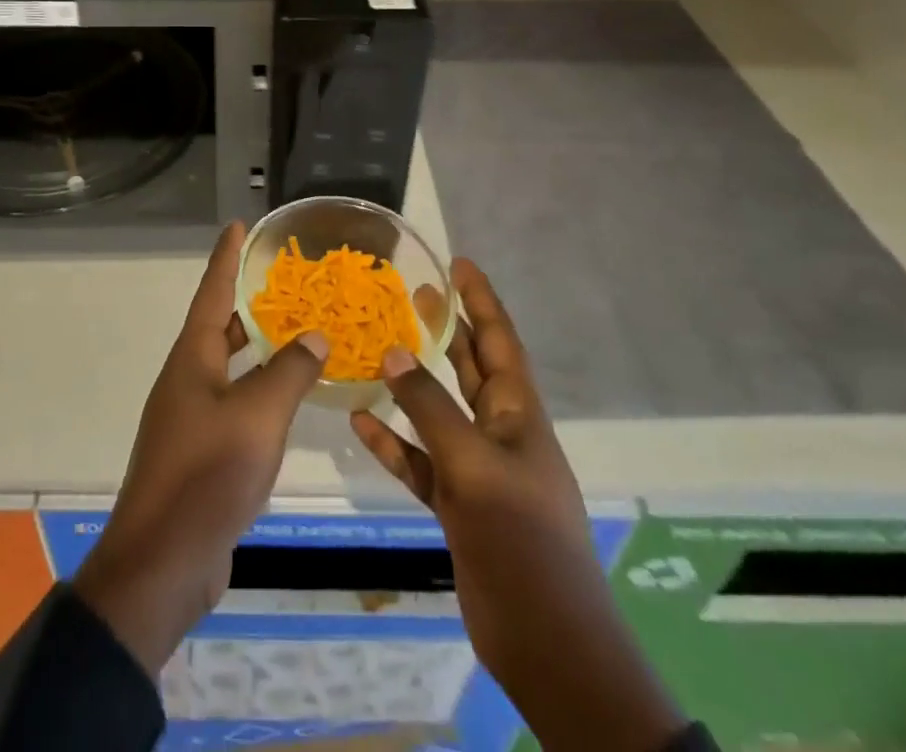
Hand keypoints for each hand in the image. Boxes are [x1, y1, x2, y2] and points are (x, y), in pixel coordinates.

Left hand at [74, 221, 327, 674]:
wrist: (163, 562)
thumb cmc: (207, 473)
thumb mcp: (257, 415)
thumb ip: (290, 372)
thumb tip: (314, 335)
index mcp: (192, 359)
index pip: (212, 292)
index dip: (226, 257)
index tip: (239, 225)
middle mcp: (188, 379)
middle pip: (219, 327)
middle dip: (248, 301)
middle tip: (284, 279)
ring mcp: (191, 417)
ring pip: (230, 367)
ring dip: (259, 347)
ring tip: (296, 329)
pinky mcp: (201, 452)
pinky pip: (236, 403)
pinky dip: (262, 390)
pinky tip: (289, 397)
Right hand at [351, 259, 683, 751]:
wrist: (546, 643)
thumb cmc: (522, 541)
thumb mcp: (474, 466)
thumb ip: (431, 408)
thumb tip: (391, 354)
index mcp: (519, 414)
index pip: (500, 340)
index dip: (481, 300)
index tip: (458, 263)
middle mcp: (500, 433)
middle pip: (471, 367)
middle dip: (447, 329)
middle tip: (413, 293)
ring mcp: (478, 470)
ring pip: (440, 411)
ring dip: (413, 382)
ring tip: (379, 346)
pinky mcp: (457, 506)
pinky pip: (419, 461)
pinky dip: (393, 441)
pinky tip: (359, 423)